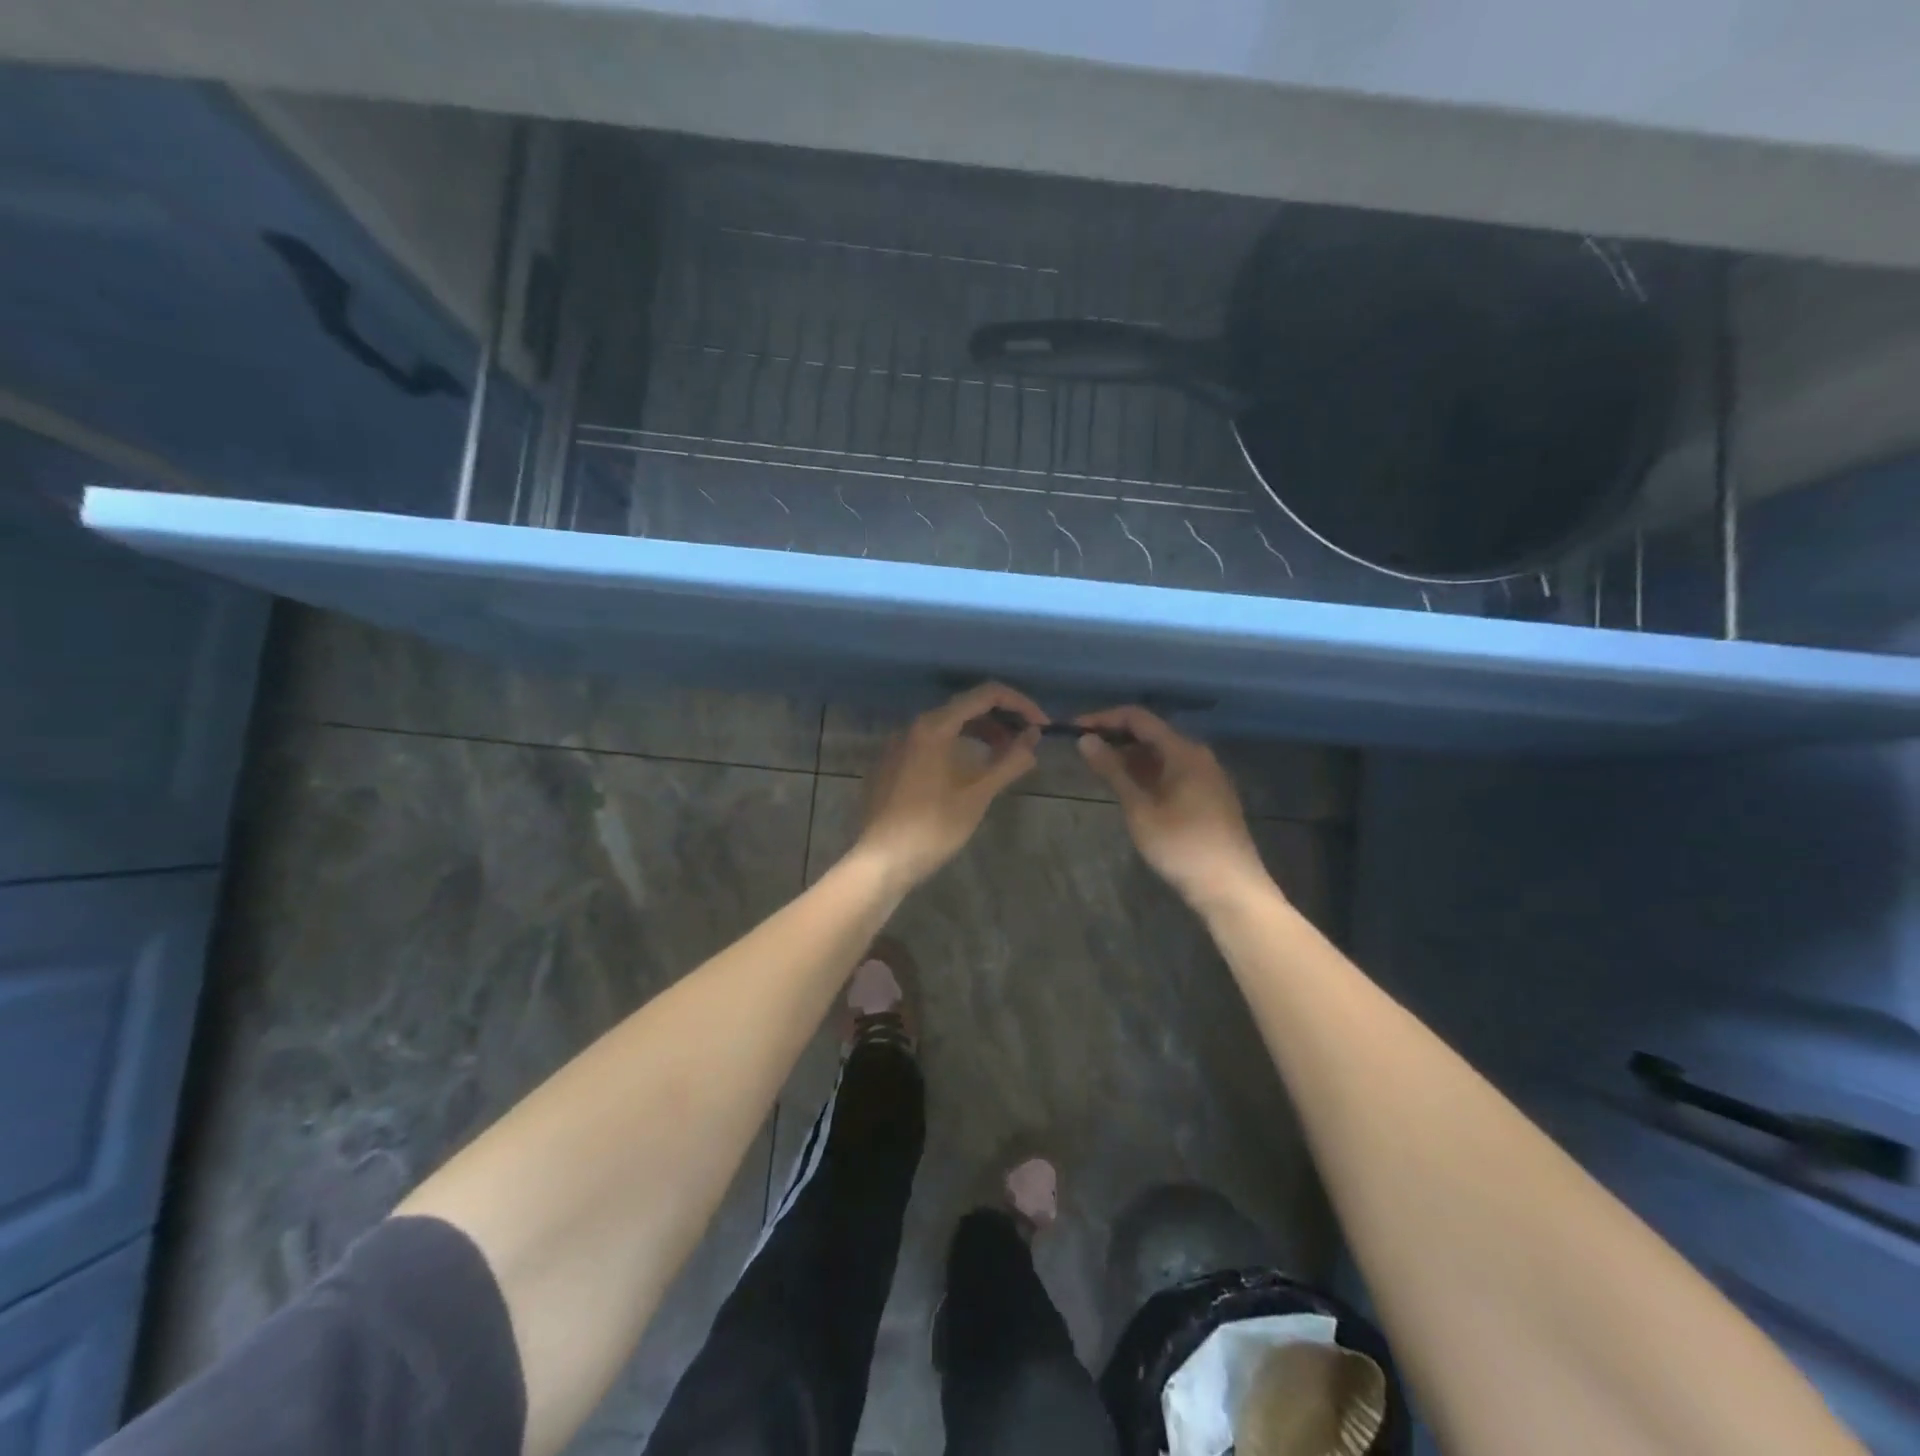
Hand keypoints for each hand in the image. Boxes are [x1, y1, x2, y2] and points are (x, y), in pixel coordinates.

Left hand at [855, 683, 1044, 890]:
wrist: (881, 861)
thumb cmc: (933, 827)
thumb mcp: (978, 794)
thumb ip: (1009, 761)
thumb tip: (1033, 738)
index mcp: (934, 726)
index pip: (985, 695)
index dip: (1020, 704)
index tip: (1041, 726)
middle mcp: (912, 726)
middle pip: (965, 707)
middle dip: (1001, 720)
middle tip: (1025, 744)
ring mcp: (897, 745)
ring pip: (946, 727)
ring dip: (979, 735)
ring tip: (1003, 759)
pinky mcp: (890, 765)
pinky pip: (929, 744)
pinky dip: (956, 747)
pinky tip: (967, 773)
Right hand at [1076, 706, 1270, 912]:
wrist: (1231, 889)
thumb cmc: (1182, 847)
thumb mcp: (1140, 809)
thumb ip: (1112, 771)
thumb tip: (1085, 740)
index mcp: (1183, 751)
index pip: (1138, 718)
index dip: (1104, 719)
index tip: (1074, 729)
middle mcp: (1198, 756)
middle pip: (1151, 734)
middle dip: (1116, 738)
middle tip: (1083, 751)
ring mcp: (1206, 776)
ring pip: (1161, 755)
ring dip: (1130, 758)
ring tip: (1099, 770)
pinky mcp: (1208, 796)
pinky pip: (1172, 772)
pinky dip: (1147, 774)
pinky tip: (1129, 789)